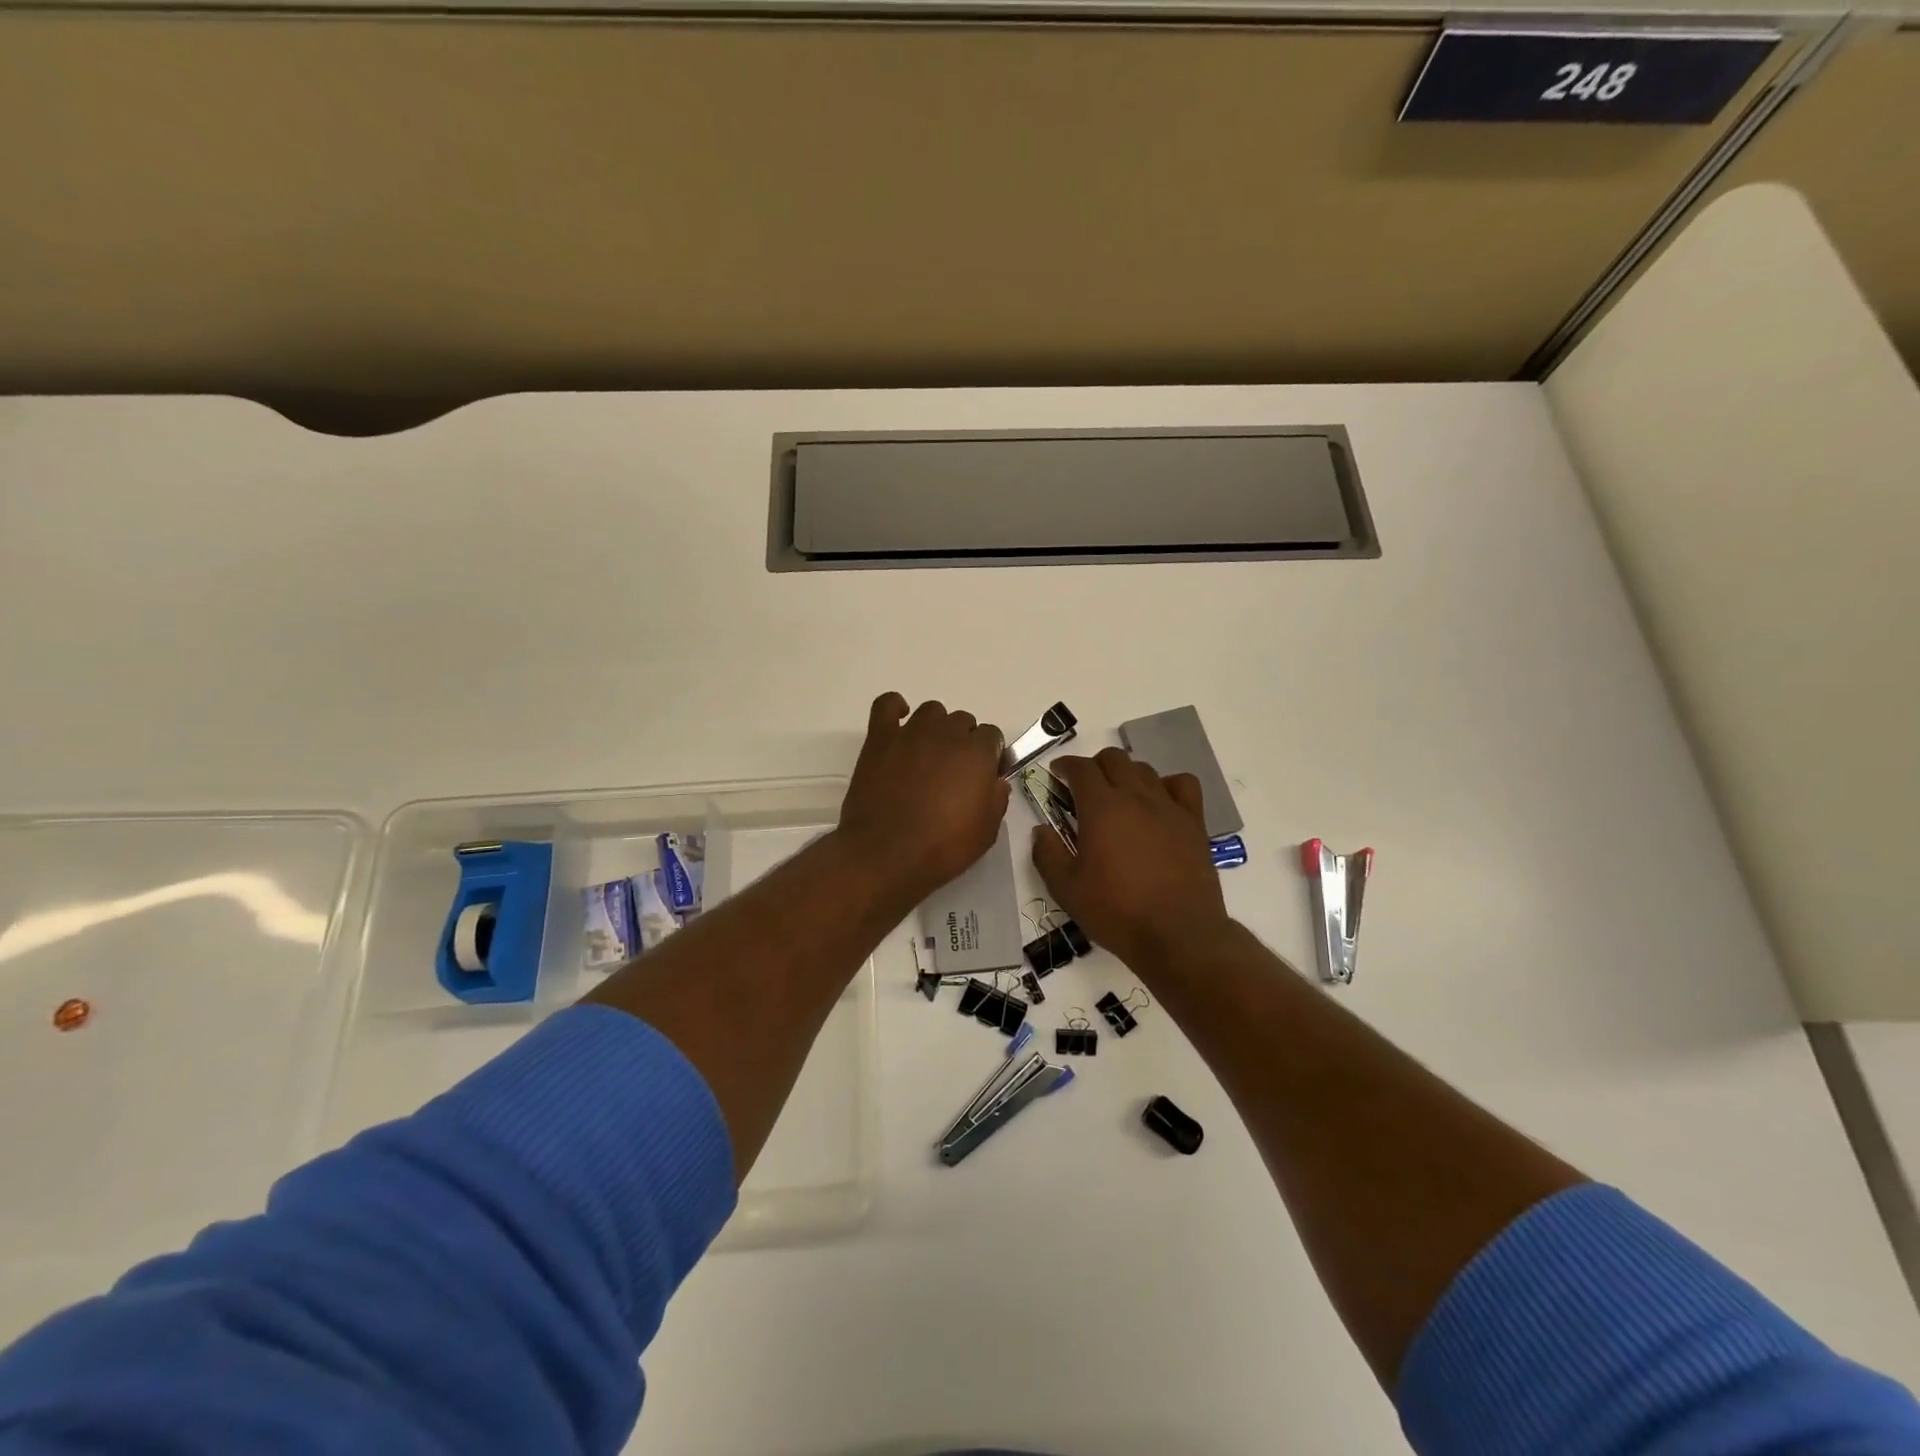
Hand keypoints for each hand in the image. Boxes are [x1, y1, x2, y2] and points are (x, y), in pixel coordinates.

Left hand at [836, 693, 1010, 903]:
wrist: (886, 854)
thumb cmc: (942, 847)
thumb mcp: (986, 832)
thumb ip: (996, 800)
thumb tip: (996, 782)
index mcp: (977, 753)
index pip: (992, 736)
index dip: (990, 756)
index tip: (984, 777)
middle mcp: (946, 734)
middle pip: (963, 721)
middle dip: (963, 742)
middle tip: (953, 772)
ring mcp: (911, 733)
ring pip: (932, 711)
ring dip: (936, 727)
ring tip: (928, 754)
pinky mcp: (880, 738)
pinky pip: (888, 704)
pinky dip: (895, 708)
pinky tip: (899, 725)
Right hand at [1032, 749, 1229, 971]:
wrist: (1177, 934)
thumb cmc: (1116, 911)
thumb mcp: (1066, 889)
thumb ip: (1047, 854)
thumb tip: (1041, 830)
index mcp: (1101, 808)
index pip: (1080, 768)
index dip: (1065, 765)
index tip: (1056, 775)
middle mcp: (1135, 796)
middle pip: (1114, 759)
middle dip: (1094, 766)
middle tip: (1084, 789)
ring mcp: (1168, 806)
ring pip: (1145, 769)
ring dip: (1126, 774)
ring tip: (1119, 797)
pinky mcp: (1193, 822)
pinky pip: (1183, 785)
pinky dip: (1167, 785)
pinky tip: (1159, 803)